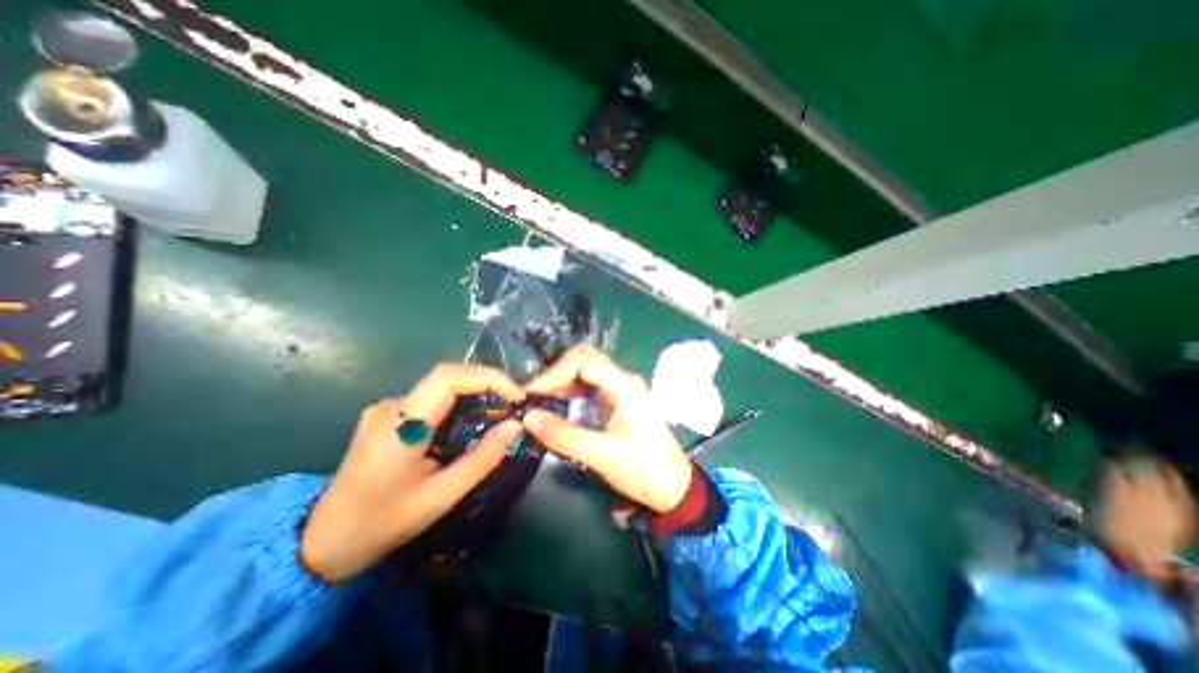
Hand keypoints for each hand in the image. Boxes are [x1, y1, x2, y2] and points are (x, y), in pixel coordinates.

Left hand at [297, 365, 521, 581]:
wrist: (321, 544)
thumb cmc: (381, 524)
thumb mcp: (440, 497)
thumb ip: (482, 459)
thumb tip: (515, 426)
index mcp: (400, 425)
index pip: (448, 377)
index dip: (489, 377)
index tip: (517, 396)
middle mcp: (392, 406)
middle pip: (448, 378)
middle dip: (487, 385)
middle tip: (514, 406)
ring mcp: (386, 409)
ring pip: (442, 388)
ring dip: (474, 396)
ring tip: (497, 418)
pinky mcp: (388, 416)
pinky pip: (432, 400)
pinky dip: (458, 406)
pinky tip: (467, 428)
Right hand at [522, 346, 688, 511]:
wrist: (674, 488)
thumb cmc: (643, 471)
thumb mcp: (602, 456)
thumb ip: (564, 436)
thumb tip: (528, 417)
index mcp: (624, 386)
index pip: (583, 361)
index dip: (554, 372)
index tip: (531, 393)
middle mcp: (624, 379)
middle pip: (585, 359)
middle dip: (557, 373)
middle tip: (534, 395)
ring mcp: (623, 388)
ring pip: (587, 370)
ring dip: (563, 381)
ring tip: (542, 401)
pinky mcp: (620, 400)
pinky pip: (592, 385)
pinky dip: (572, 390)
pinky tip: (560, 406)